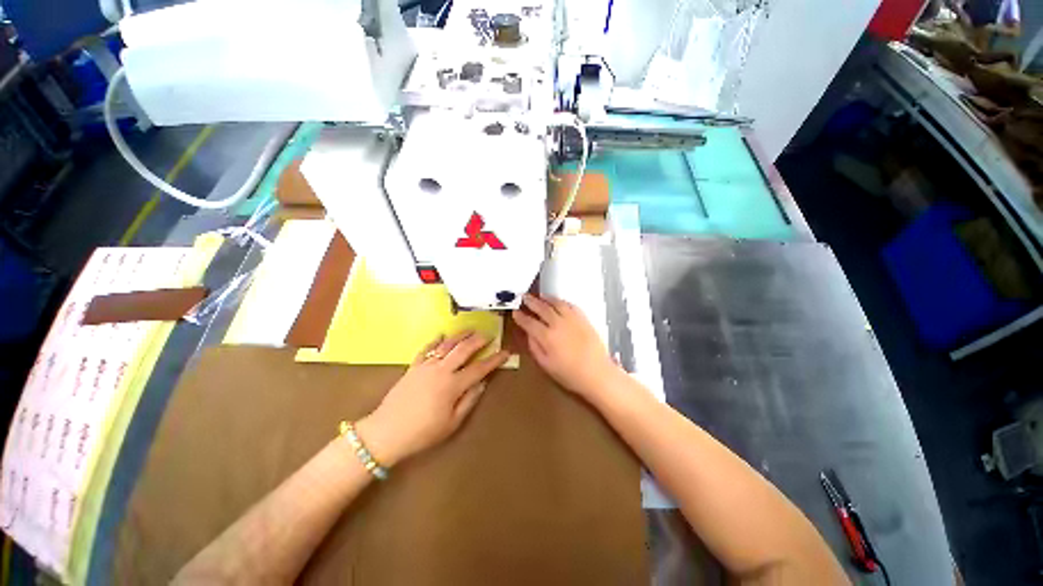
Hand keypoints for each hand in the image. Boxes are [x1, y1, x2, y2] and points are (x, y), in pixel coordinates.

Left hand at [357, 331, 508, 466]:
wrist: (386, 433)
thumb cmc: (423, 432)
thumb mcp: (452, 423)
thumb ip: (469, 400)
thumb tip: (482, 383)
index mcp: (453, 385)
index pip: (479, 368)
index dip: (494, 360)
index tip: (505, 352)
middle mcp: (441, 370)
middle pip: (463, 349)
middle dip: (478, 340)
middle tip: (488, 335)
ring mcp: (426, 366)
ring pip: (446, 344)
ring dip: (460, 335)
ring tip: (470, 329)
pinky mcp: (413, 366)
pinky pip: (426, 348)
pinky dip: (435, 340)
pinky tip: (442, 335)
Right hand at [512, 294, 621, 398]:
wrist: (597, 373)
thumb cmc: (569, 374)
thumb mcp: (546, 365)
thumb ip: (535, 347)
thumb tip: (529, 333)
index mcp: (546, 336)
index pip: (529, 322)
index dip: (521, 317)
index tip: (515, 312)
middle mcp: (558, 323)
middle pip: (541, 308)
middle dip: (531, 302)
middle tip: (524, 297)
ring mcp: (572, 319)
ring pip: (556, 303)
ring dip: (546, 298)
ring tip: (539, 296)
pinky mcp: (583, 318)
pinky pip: (570, 305)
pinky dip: (561, 301)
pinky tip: (558, 302)